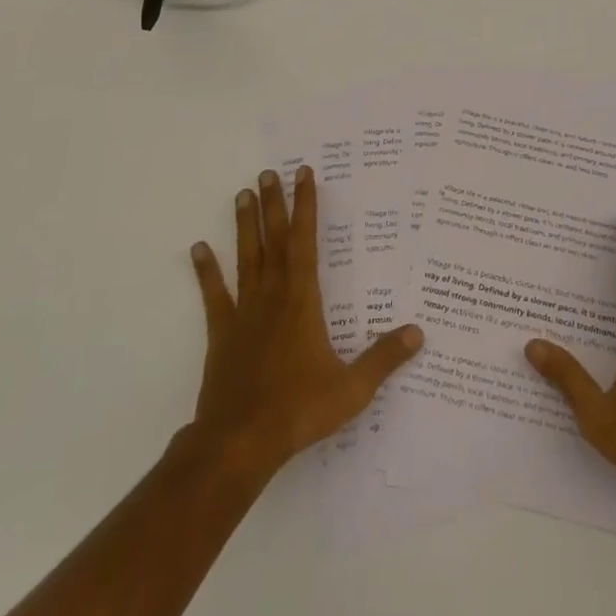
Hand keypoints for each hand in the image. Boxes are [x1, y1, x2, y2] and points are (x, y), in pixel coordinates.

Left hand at [188, 166, 423, 479]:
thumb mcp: (351, 389)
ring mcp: (244, 314)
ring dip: (245, 226)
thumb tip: (418, 332)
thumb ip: (384, 358)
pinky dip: (207, 271)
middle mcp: (273, 297)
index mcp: (302, 302)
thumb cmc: (298, 410)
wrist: (240, 443)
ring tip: (243, 193)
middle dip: (274, 205)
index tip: (304, 174)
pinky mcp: (222, 334)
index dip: (306, 207)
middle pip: (273, 241)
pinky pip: (214, 296)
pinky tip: (198, 248)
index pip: (305, 243)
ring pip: (246, 259)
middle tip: (269, 172)